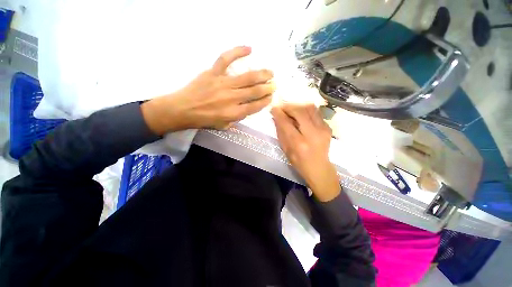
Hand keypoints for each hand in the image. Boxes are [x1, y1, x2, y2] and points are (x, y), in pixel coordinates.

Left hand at [142, 46, 274, 134]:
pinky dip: (237, 52)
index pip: (255, 106)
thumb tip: (246, 109)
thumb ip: (236, 119)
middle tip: (274, 84)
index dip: (265, 101)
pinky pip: (226, 59)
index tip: (271, 97)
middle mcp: (232, 98)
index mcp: (234, 113)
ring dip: (262, 74)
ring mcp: (223, 83)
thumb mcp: (223, 126)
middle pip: (255, 91)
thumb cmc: (204, 120)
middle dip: (267, 88)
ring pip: (247, 77)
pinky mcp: (213, 73)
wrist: (182, 110)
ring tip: (270, 72)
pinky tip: (249, 49)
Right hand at [271, 103, 339, 201]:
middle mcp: (312, 134)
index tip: (273, 107)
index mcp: (299, 143)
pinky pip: (315, 112)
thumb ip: (281, 131)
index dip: (278, 113)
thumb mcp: (285, 149)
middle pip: (299, 111)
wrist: (319, 168)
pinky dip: (305, 110)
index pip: (286, 123)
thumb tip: (276, 116)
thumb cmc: (299, 162)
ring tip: (291, 108)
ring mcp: (323, 129)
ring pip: (310, 108)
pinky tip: (300, 114)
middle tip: (282, 106)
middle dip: (288, 106)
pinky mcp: (328, 127)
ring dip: (298, 105)